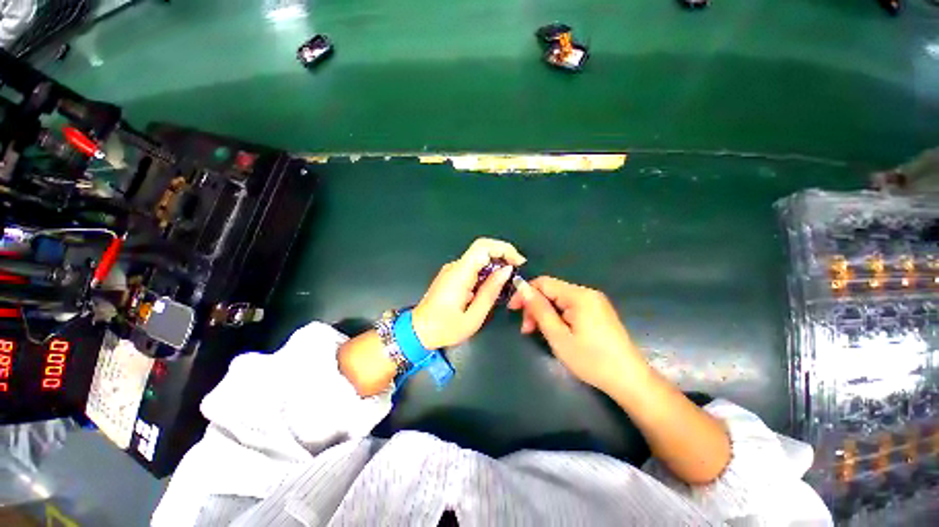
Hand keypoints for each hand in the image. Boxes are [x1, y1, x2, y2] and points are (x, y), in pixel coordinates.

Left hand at [412, 238, 525, 348]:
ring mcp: (452, 269)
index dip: (504, 248)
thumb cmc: (445, 328)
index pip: (483, 247)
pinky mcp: (451, 275)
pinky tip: (491, 287)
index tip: (518, 262)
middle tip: (516, 273)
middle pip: (482, 250)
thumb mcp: (474, 316)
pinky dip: (486, 272)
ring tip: (506, 284)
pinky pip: (473, 267)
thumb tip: (506, 270)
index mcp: (459, 274)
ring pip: (479, 258)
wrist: (418, 331)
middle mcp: (455, 266)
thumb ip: (491, 292)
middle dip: (503, 257)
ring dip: (495, 266)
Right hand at [508, 276, 647, 391]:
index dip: (525, 293)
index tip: (513, 310)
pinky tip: (555, 331)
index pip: (543, 282)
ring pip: (559, 300)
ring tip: (538, 333)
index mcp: (578, 295)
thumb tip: (522, 288)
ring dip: (545, 313)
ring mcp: (594, 302)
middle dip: (535, 306)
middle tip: (527, 329)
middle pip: (551, 291)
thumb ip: (539, 309)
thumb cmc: (591, 360)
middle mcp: (587, 293)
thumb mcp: (558, 336)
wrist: (629, 380)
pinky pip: (570, 307)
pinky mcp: (598, 311)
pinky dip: (557, 316)